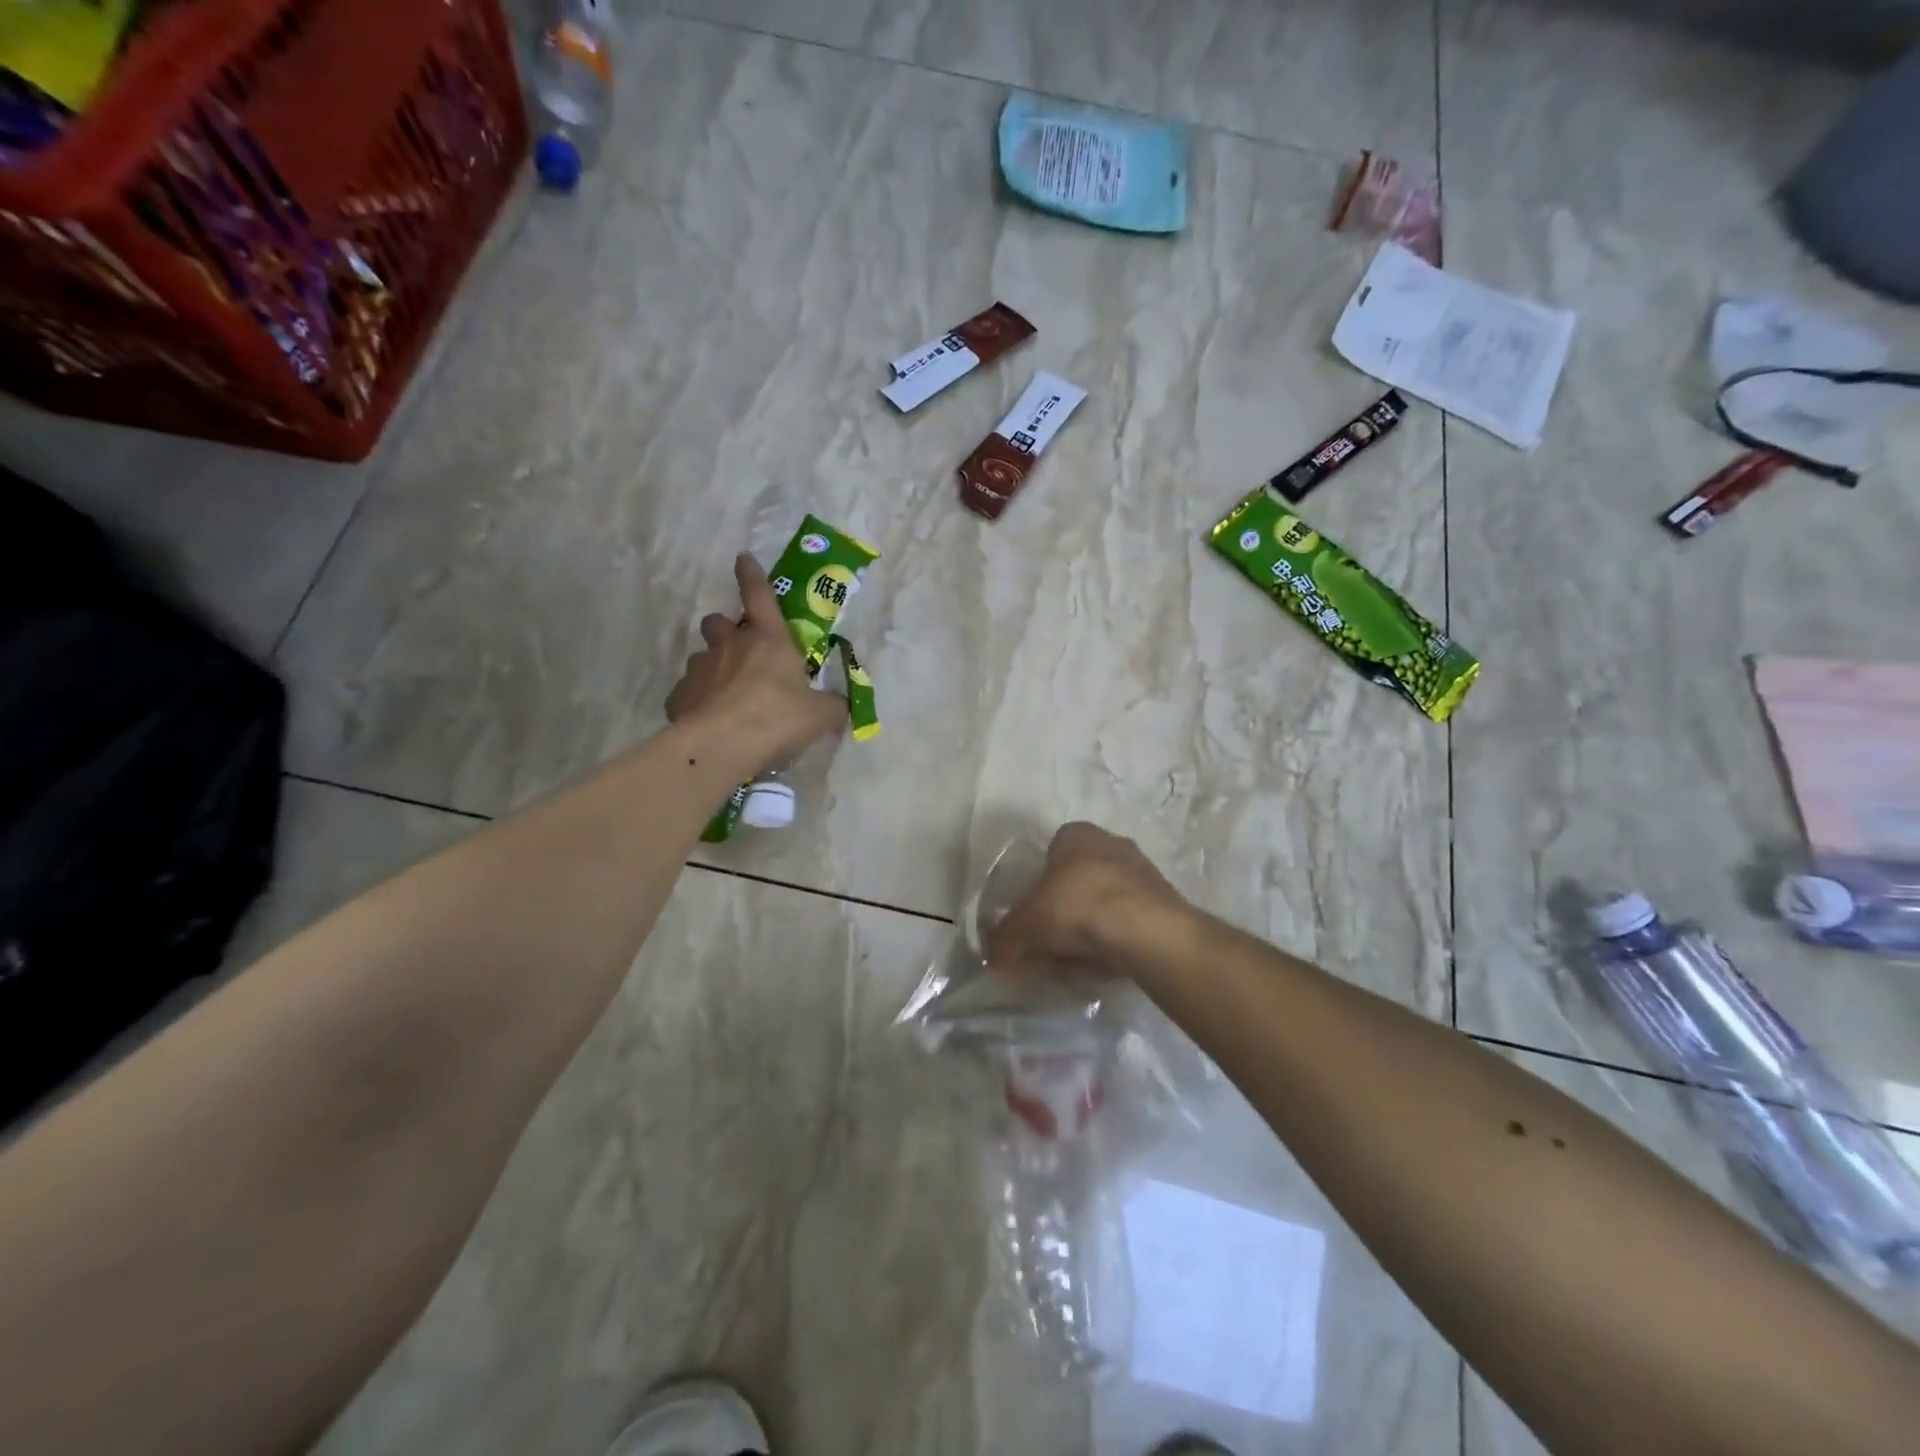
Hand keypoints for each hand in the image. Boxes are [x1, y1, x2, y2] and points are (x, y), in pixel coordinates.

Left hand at [666, 554, 846, 763]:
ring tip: (726, 696)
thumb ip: (832, 707)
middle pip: (717, 623)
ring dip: (713, 669)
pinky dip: (698, 702)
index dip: (752, 576)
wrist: (722, 745)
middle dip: (725, 630)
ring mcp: (700, 669)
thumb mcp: (820, 715)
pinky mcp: (679, 697)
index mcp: (768, 639)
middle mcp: (729, 646)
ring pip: (702, 658)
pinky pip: (689, 693)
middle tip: (739, 651)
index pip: (759, 596)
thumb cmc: (777, 717)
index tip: (743, 559)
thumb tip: (842, 706)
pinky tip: (710, 722)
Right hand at [985, 822, 1186, 974]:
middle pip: (1078, 878)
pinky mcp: (1164, 902)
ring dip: (1092, 927)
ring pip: (1105, 901)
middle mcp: (1111, 843)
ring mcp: (1143, 871)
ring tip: (1078, 960)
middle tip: (1051, 942)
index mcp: (1076, 834)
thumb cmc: (1077, 907)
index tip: (1032, 916)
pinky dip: (1116, 939)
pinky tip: (1106, 963)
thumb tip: (991, 956)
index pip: (1050, 853)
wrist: (1147, 931)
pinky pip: (1129, 921)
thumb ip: (1003, 939)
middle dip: (1065, 909)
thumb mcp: (1025, 926)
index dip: (1038, 886)